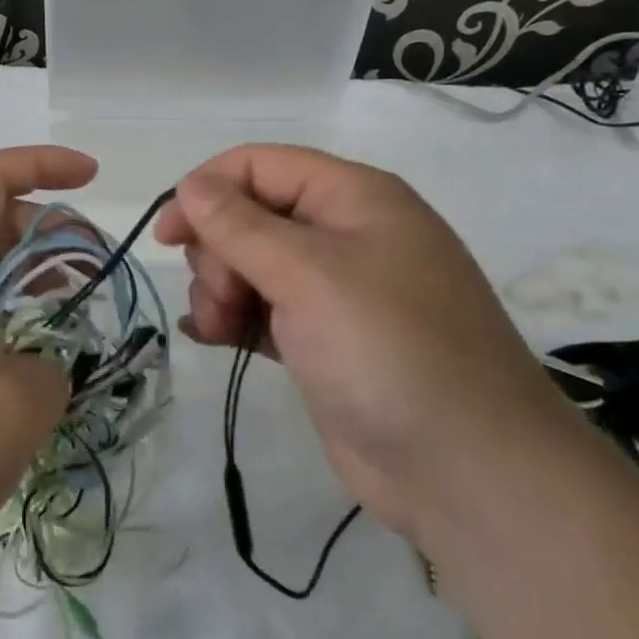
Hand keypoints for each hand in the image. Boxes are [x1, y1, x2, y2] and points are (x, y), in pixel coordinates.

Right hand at [154, 145, 567, 539]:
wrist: (469, 472)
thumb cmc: (389, 350)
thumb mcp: (308, 275)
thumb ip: (240, 225)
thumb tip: (191, 186)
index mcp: (353, 197)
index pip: (259, 165)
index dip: (206, 190)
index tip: (168, 236)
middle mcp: (344, 234)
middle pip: (249, 215)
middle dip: (218, 253)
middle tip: (222, 300)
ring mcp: (334, 290)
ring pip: (248, 265)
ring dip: (220, 291)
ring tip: (222, 330)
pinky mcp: (323, 340)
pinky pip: (260, 310)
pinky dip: (232, 318)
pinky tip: (212, 338)